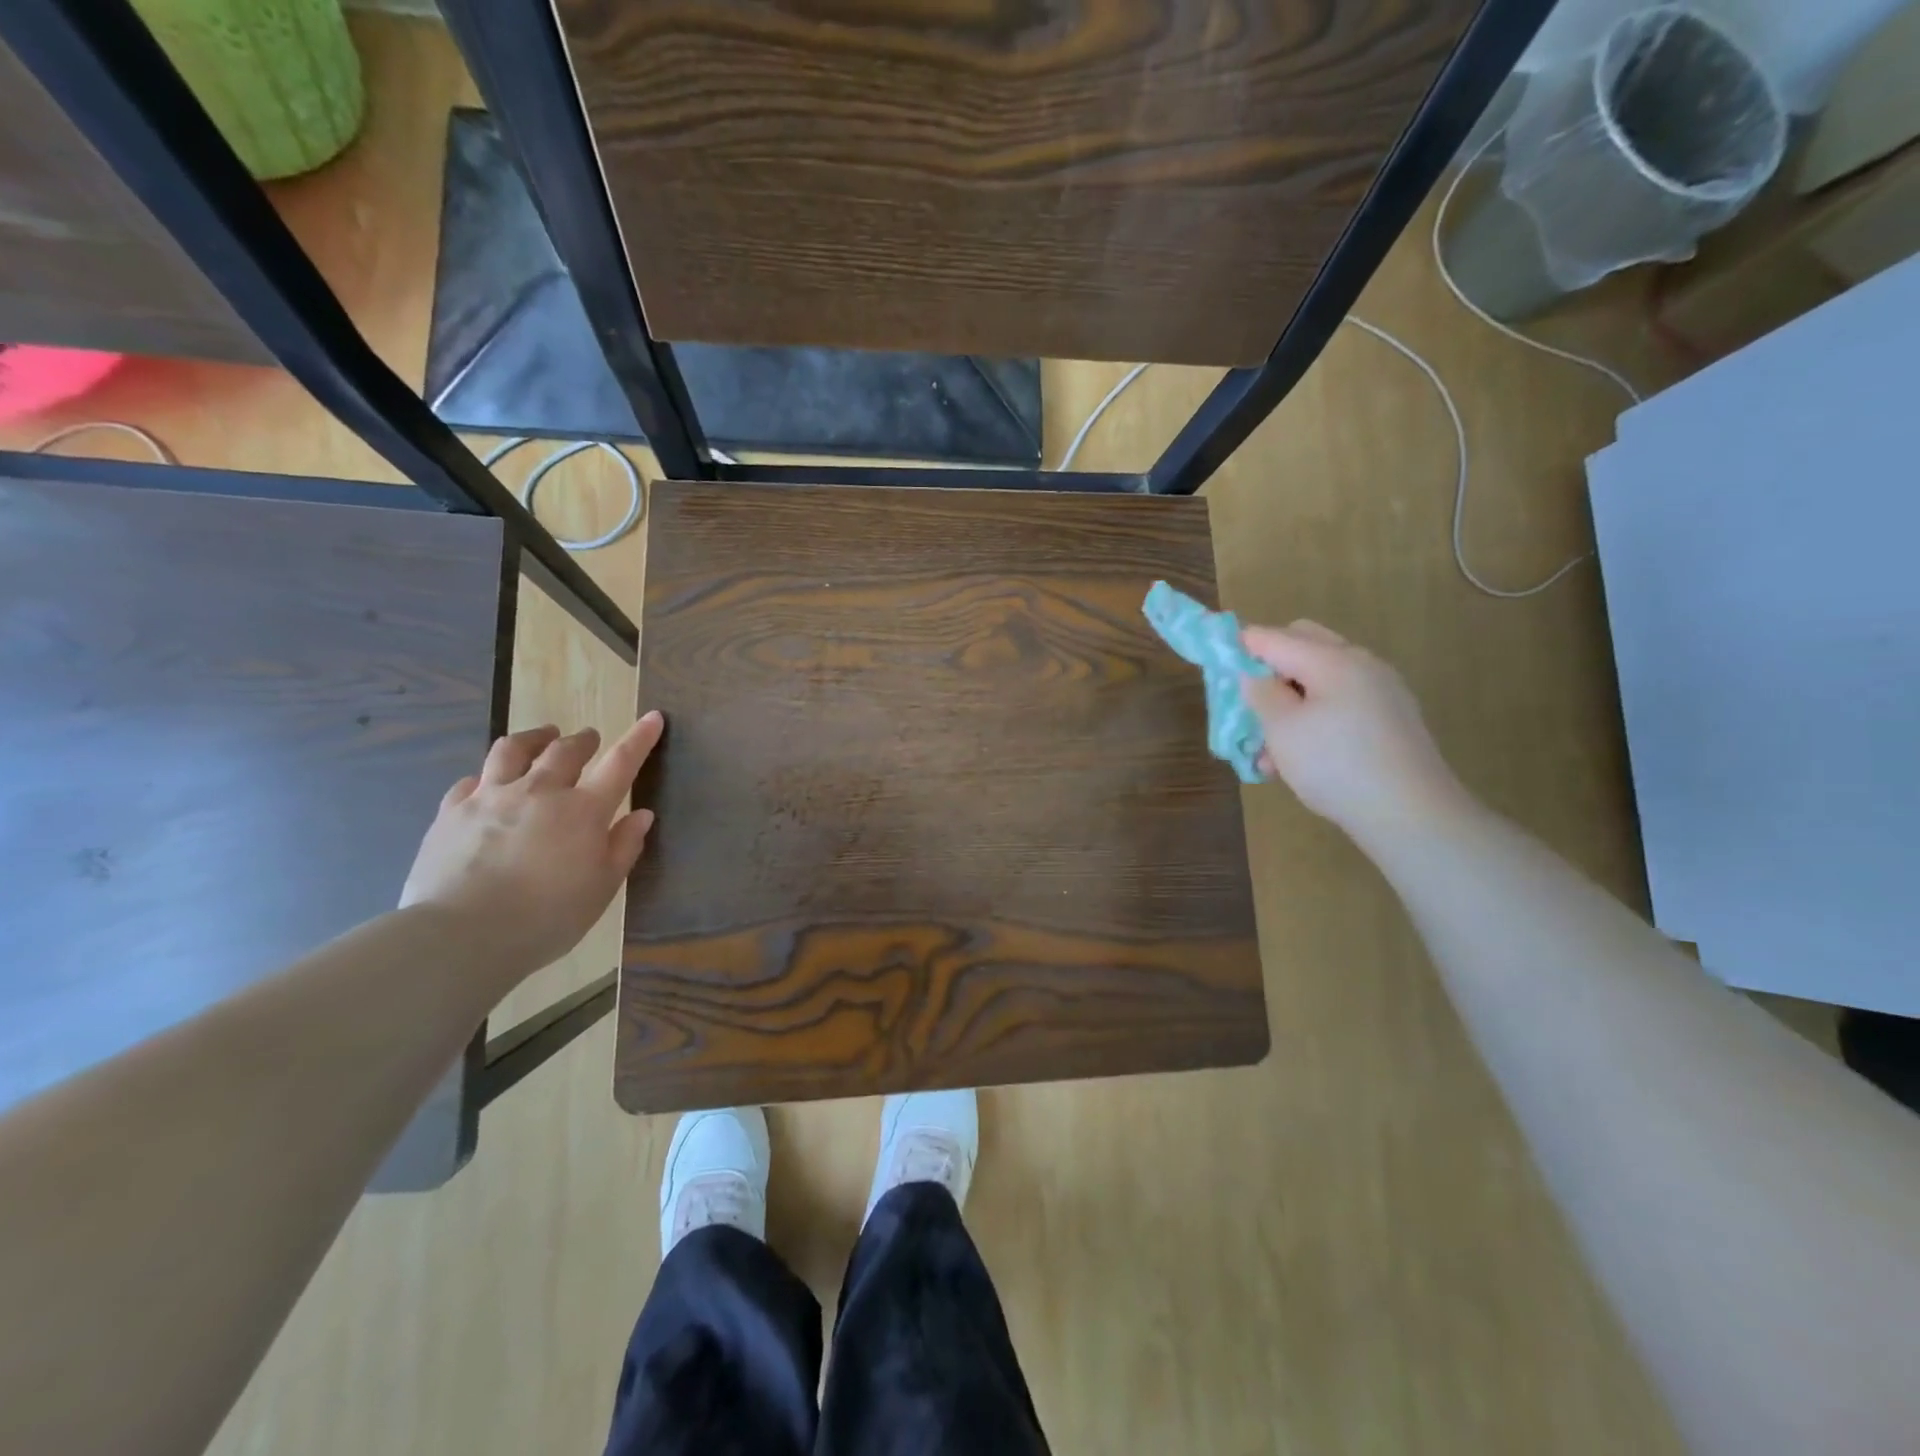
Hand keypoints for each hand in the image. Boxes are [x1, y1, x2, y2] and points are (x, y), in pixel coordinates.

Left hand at [400, 712, 664, 977]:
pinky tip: (488, 783)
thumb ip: (623, 847)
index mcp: (583, 810)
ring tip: (542, 738)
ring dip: (534, 739)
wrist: (461, 935)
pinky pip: (471, 781)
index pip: (621, 763)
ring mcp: (491, 797)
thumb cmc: (546, 917)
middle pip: (565, 750)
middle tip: (589, 738)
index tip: (653, 717)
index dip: (640, 738)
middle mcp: (539, 791)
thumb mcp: (601, 888)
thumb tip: (642, 814)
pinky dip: (487, 776)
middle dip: (582, 739)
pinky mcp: (451, 812)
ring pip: (513, 750)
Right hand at [1240, 622, 1471, 842]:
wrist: (1410, 814)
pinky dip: (1315, 717)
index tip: (1215, 665)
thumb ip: (1260, 693)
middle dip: (1270, 669)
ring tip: (1269, 750)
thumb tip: (1252, 673)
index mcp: (1331, 659)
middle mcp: (1360, 664)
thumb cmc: (1335, 765)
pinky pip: (1342, 703)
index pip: (1273, 637)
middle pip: (1303, 646)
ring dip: (1290, 701)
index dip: (1240, 647)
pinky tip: (1301, 757)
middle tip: (1249, 704)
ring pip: (1321, 679)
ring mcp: (1381, 691)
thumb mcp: (1282, 729)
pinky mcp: (1391, 719)